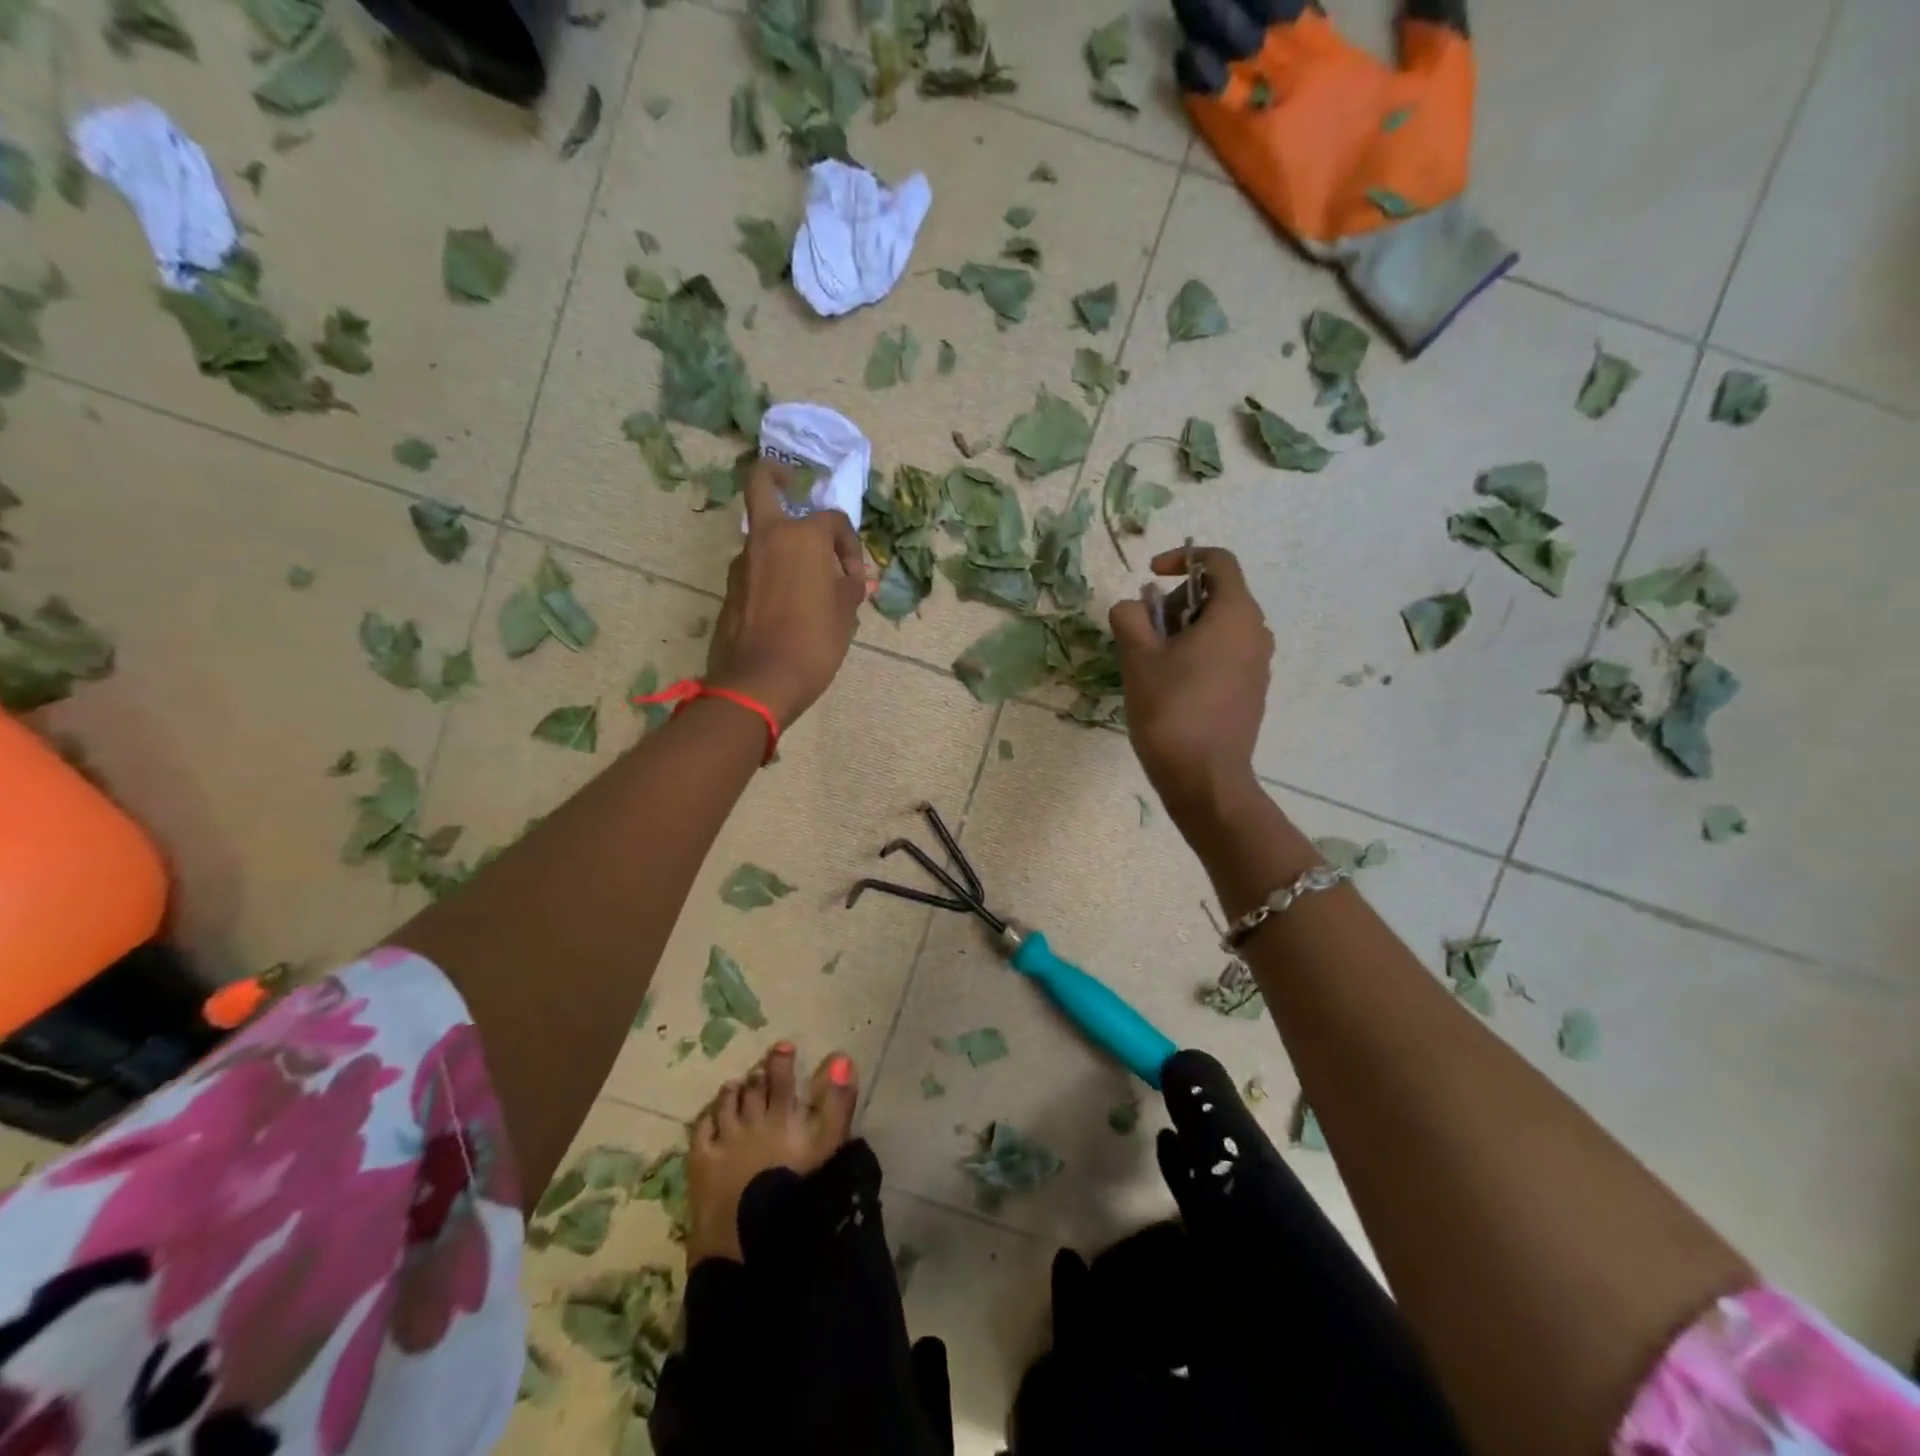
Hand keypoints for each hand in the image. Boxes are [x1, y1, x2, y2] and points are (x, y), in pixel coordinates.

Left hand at [705, 461, 865, 726]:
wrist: (759, 681)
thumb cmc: (813, 643)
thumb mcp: (845, 615)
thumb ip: (850, 588)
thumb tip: (854, 580)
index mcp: (802, 537)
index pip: (832, 520)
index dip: (849, 544)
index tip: (854, 576)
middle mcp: (767, 538)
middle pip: (762, 486)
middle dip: (773, 474)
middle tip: (787, 477)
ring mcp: (742, 563)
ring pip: (760, 534)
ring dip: (780, 541)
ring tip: (803, 576)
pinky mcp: (730, 589)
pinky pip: (755, 567)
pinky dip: (770, 571)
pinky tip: (786, 601)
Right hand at [1108, 546, 1272, 825]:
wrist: (1204, 777)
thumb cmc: (1171, 710)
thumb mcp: (1138, 658)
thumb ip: (1129, 618)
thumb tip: (1132, 608)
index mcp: (1235, 615)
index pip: (1218, 562)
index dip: (1182, 559)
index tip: (1151, 576)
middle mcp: (1256, 633)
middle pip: (1218, 595)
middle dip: (1176, 602)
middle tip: (1144, 630)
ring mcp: (1258, 665)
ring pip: (1220, 627)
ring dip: (1184, 630)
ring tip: (1152, 661)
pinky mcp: (1252, 691)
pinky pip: (1226, 654)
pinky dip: (1198, 653)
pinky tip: (1171, 685)